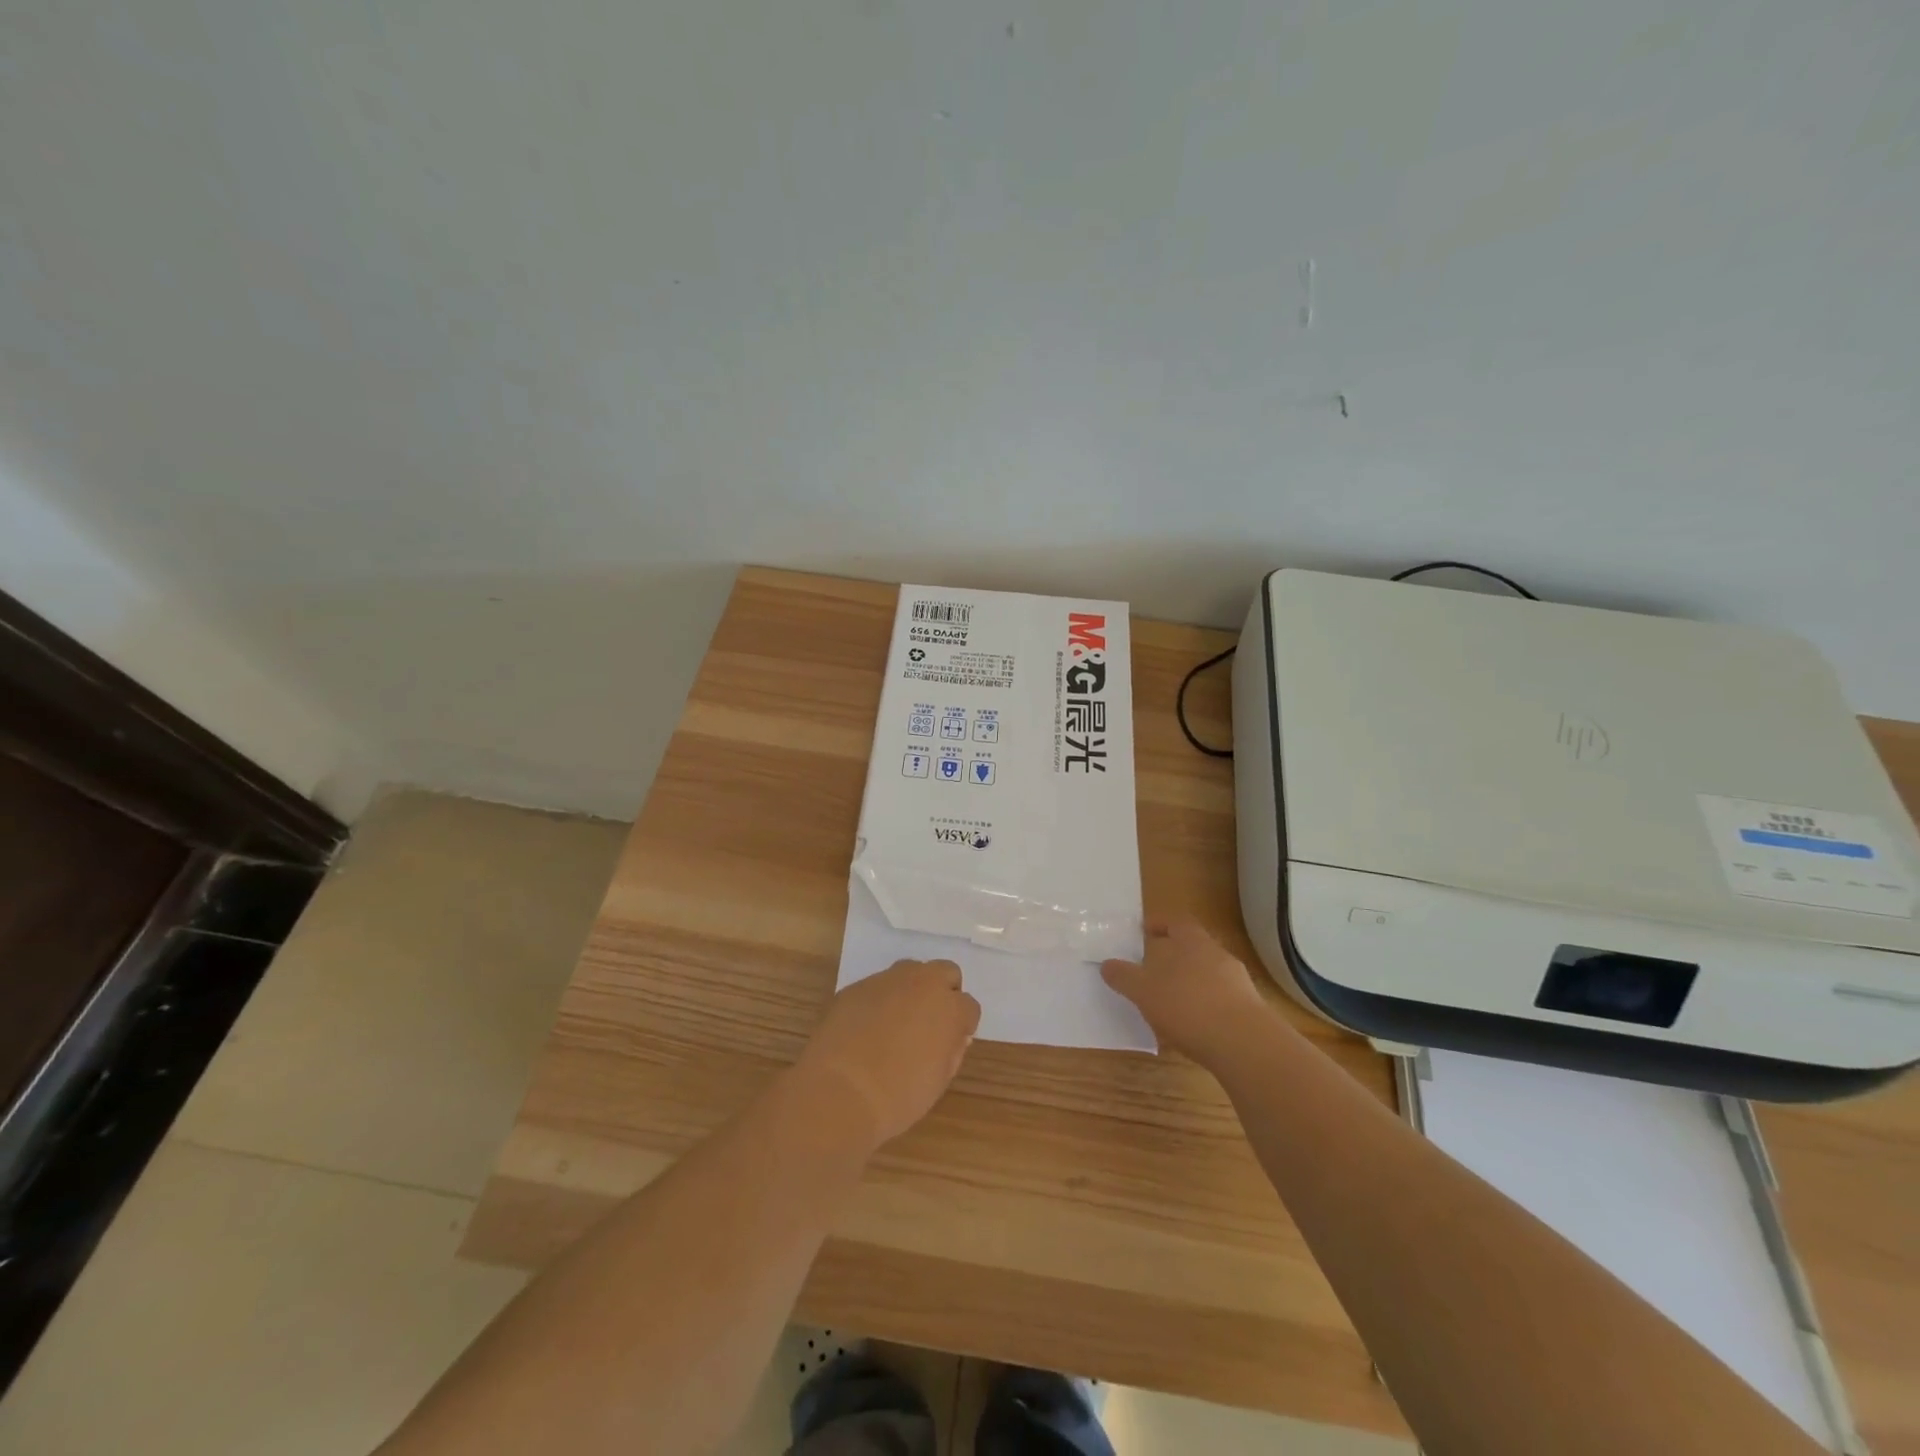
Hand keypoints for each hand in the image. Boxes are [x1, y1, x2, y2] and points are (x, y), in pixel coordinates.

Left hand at [795, 960, 981, 1148]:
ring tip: (897, 1022)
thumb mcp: (938, 1081)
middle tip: (930, 1022)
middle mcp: (922, 983)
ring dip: (911, 990)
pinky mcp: (856, 986)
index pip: (969, 1006)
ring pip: (910, 971)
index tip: (952, 1042)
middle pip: (945, 972)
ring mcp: (886, 980)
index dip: (962, 1025)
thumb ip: (951, 1051)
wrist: (839, 1091)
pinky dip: (879, 1001)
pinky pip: (877, 986)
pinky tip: (866, 1028)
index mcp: (950, 1008)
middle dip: (943, 992)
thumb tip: (953, 1037)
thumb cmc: (898, 1097)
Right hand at [1101, 919, 1269, 1066]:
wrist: (1243, 1043)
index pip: (1175, 922)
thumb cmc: (1186, 1005)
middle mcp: (1217, 953)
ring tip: (1172, 1001)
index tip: (1145, 931)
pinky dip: (1206, 1006)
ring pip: (1208, 973)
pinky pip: (1221, 999)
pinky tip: (1195, 1025)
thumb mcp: (1143, 991)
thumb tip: (1107, 964)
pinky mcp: (1249, 1009)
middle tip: (1154, 969)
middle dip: (1175, 956)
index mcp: (1191, 940)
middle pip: (1194, 947)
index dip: (1160, 924)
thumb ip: (1124, 976)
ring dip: (1191, 983)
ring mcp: (1237, 981)